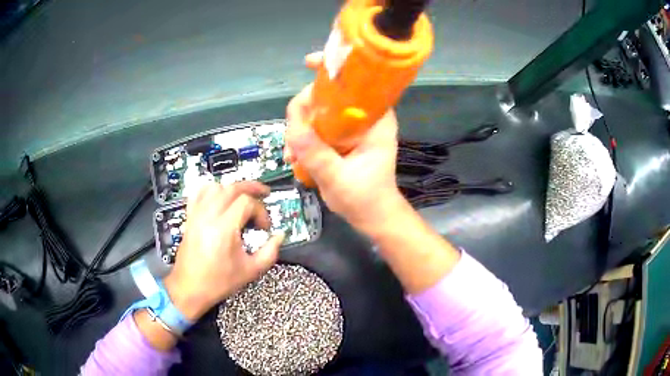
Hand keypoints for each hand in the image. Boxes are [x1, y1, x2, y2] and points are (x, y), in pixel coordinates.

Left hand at [163, 181, 283, 320]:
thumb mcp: (250, 271)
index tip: (264, 226)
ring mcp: (197, 215)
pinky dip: (211, 189)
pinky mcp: (190, 218)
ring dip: (232, 188)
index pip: (247, 203)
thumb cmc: (218, 282)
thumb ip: (270, 252)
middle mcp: (209, 217)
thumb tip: (279, 236)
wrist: (190, 288)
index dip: (261, 211)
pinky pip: (198, 193)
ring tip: (243, 195)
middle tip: (264, 193)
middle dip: (251, 188)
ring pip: (216, 186)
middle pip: (232, 188)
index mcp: (224, 229)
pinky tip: (219, 196)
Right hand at [284, 52, 405, 235]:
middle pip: (328, 95)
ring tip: (291, 155)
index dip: (334, 68)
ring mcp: (348, 129)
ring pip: (317, 112)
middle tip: (292, 134)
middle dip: (304, 109)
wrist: (373, 217)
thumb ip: (317, 155)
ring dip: (298, 128)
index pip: (357, 82)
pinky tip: (293, 157)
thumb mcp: (339, 179)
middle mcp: (362, 118)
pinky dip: (301, 139)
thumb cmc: (366, 199)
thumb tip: (293, 129)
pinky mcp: (338, 139)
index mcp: (375, 121)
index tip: (309, 63)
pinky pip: (314, 128)